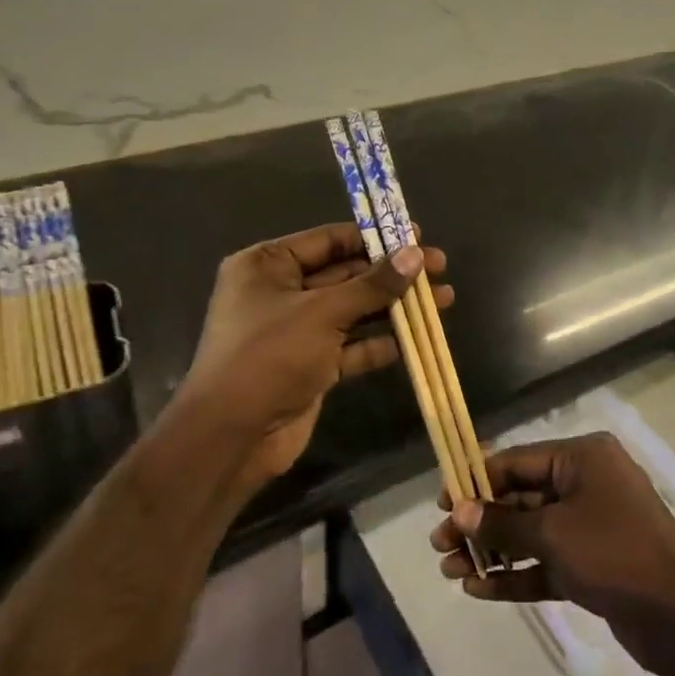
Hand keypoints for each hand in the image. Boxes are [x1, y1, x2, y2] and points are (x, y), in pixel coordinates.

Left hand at [182, 222, 450, 485]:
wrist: (231, 438)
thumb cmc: (269, 356)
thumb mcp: (323, 313)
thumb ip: (373, 284)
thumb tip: (416, 254)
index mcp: (268, 265)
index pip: (330, 239)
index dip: (376, 237)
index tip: (418, 237)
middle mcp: (280, 291)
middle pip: (346, 273)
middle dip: (392, 274)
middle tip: (439, 269)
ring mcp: (295, 330)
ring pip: (353, 310)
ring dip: (393, 307)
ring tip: (443, 301)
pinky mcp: (309, 365)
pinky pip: (350, 345)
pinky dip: (378, 342)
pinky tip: (414, 340)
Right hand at [429, 432, 674, 675]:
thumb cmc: (614, 553)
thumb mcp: (553, 533)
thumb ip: (503, 522)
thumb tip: (459, 511)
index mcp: (582, 458)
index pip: (518, 460)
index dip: (477, 479)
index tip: (441, 501)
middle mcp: (586, 482)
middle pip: (521, 496)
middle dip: (481, 521)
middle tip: (440, 544)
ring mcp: (591, 523)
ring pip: (531, 531)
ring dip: (493, 550)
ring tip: (451, 571)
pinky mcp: (593, 563)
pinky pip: (546, 560)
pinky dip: (517, 573)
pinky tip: (480, 590)